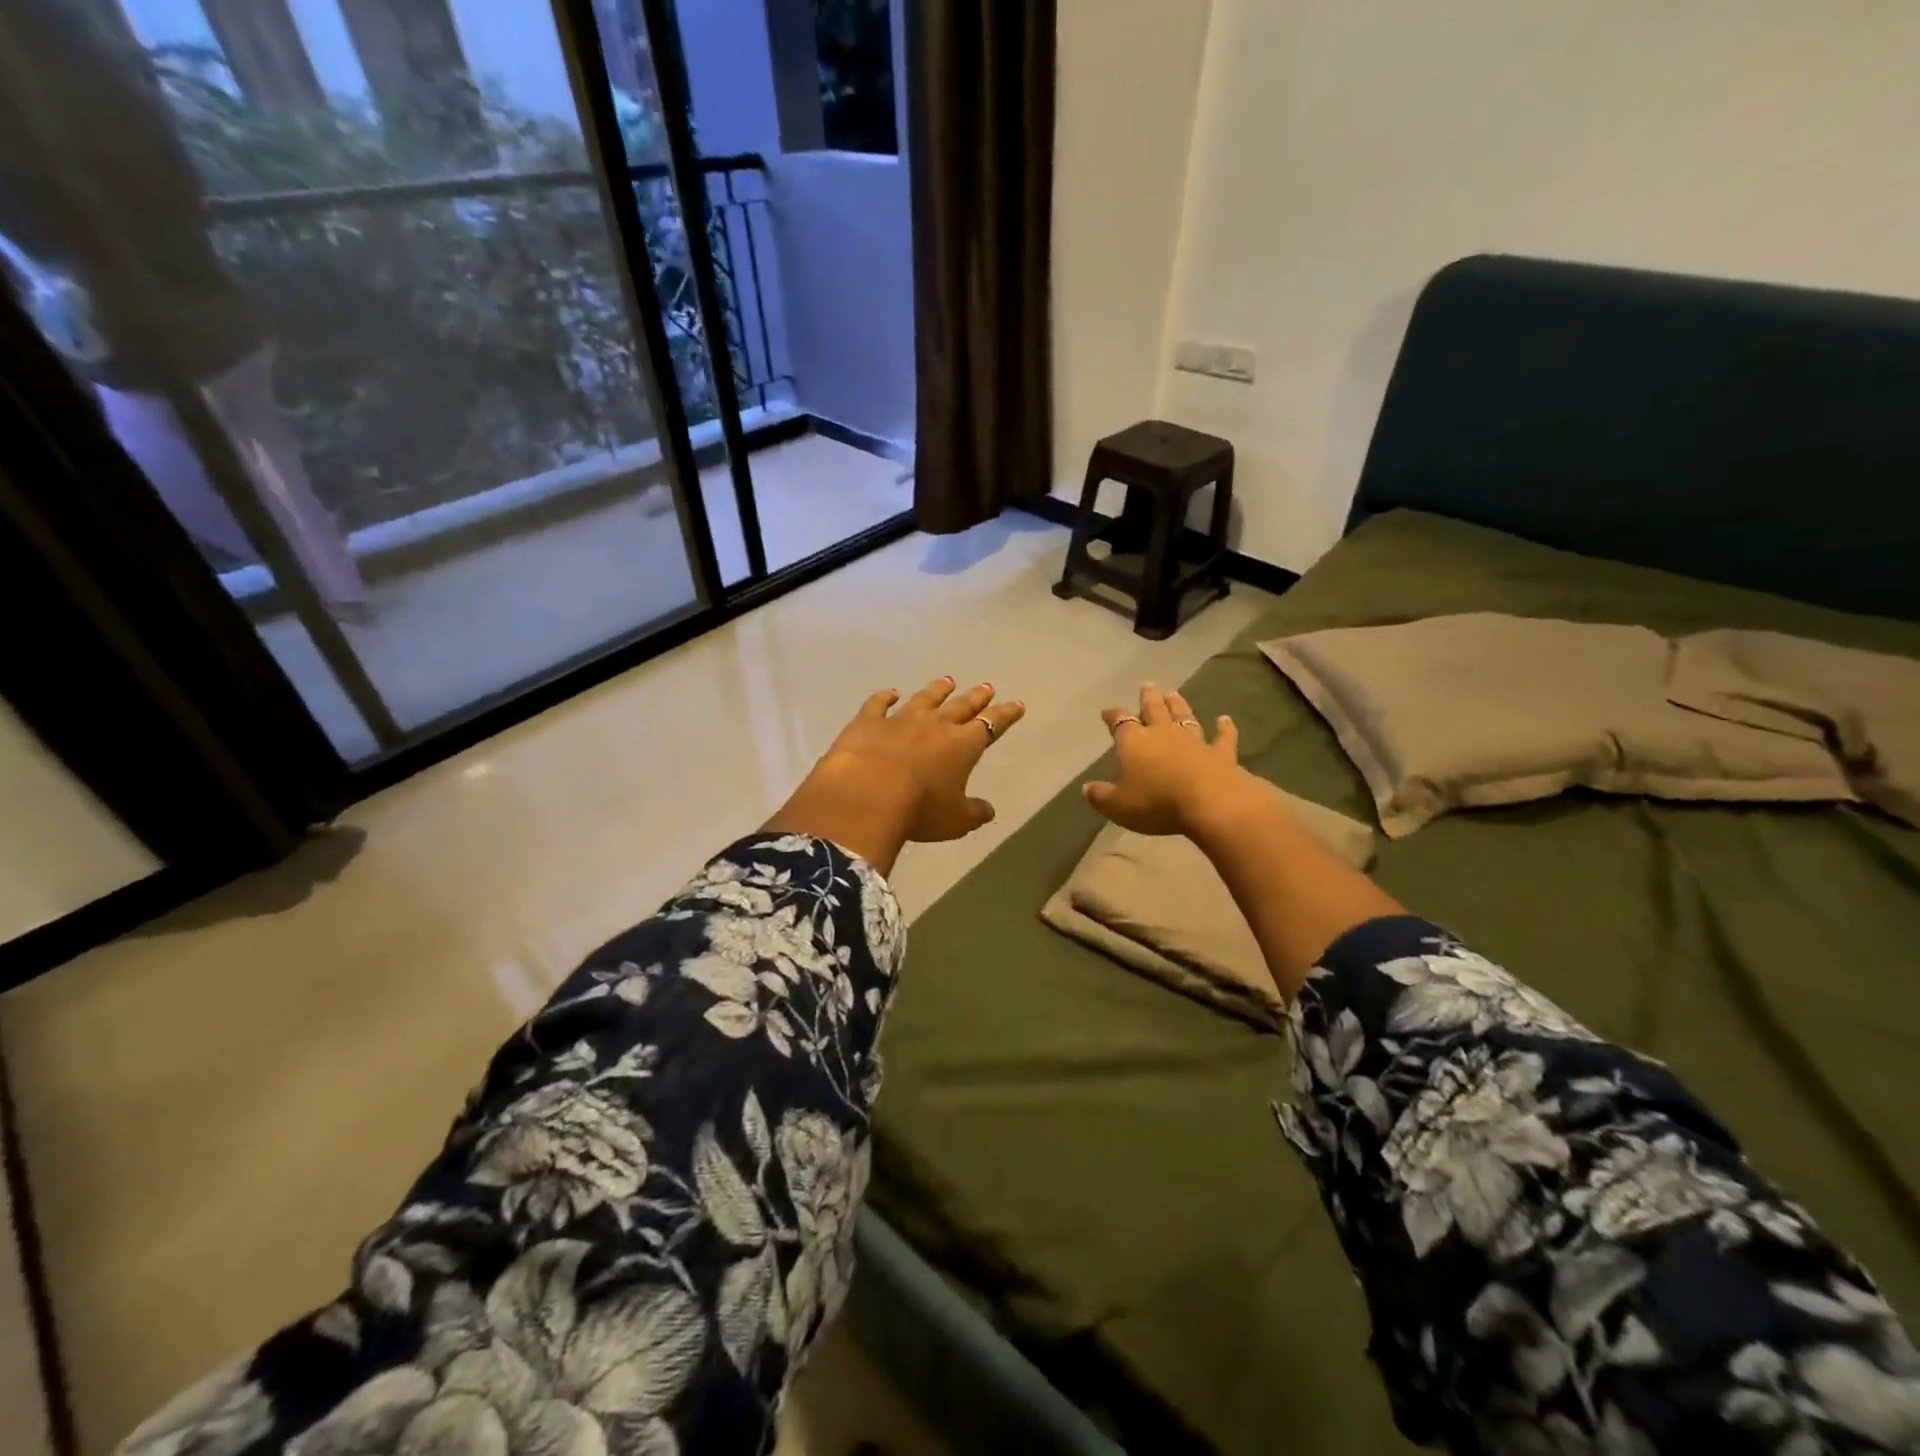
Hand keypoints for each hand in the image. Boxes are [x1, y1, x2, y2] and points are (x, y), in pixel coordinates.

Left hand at [764, 678, 1024, 871]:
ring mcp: (900, 719)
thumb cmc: (919, 810)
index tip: (1017, 704)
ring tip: (948, 681)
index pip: (991, 725)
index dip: (1006, 715)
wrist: (866, 795)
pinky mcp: (868, 722)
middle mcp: (935, 725)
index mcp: (963, 745)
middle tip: (987, 687)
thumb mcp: (955, 821)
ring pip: (924, 699)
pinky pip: (879, 704)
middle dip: (976, 697)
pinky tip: (890, 692)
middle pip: (961, 706)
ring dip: (937, 689)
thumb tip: (989, 811)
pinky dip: (885, 697)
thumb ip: (974, 813)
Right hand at [1083, 684, 1255, 835]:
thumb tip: (1086, 788)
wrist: (1210, 803)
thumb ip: (1102, 796)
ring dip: (1179, 705)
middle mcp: (1163, 733)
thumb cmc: (1157, 803)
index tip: (1107, 712)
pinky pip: (1222, 737)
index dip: (1112, 716)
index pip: (1120, 723)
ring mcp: (1194, 740)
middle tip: (1147, 686)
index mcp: (1134, 742)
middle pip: (1154, 710)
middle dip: (1148, 698)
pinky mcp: (1221, 753)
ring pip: (1184, 716)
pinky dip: (1224, 728)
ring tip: (1174, 694)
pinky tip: (1225, 720)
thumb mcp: (1119, 806)